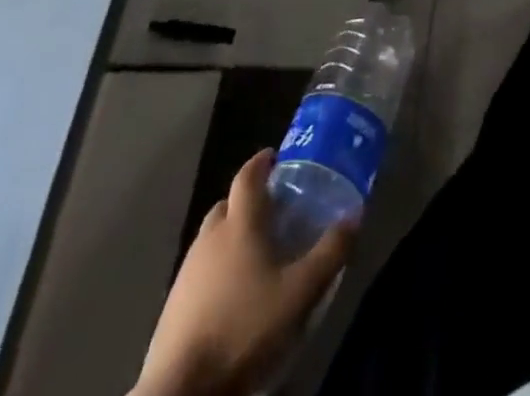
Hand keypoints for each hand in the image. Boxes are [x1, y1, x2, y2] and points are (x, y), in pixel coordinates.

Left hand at [131, 149, 353, 395]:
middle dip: (248, 199)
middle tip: (273, 208)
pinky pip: (201, 267)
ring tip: (256, 251)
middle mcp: (210, 237)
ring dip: (232, 233)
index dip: (261, 162)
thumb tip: (355, 215)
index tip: (275, 156)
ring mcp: (188, 269)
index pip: (247, 176)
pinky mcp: (175, 301)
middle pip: (228, 203)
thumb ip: (330, 252)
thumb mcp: (299, 292)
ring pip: (212, 236)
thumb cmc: (244, 326)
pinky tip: (233, 290)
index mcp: (240, 224)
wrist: (181, 387)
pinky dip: (218, 265)